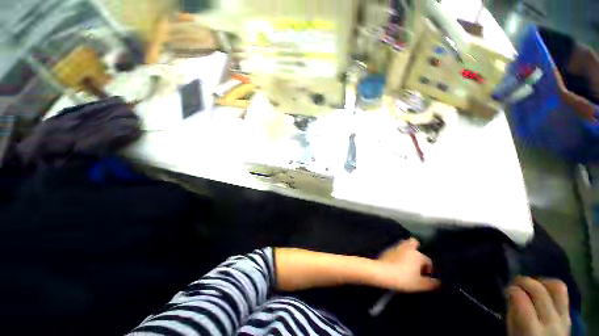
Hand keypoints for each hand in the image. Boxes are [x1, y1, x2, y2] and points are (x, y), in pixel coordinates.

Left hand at [373, 238, 439, 291]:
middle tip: (417, 260)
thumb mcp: (420, 285)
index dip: (428, 269)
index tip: (425, 277)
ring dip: (407, 251)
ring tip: (407, 261)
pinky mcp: (387, 250)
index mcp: (418, 255)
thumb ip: (431, 283)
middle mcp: (407, 248)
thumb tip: (438, 282)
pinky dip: (398, 254)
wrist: (382, 272)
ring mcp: (396, 247)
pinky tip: (397, 261)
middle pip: (414, 243)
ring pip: (403, 245)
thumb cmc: (403, 278)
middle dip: (417, 248)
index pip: (428, 260)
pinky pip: (396, 250)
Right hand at [507, 277, 570, 335]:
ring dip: (541, 282)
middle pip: (539, 290)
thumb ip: (513, 316)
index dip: (512, 290)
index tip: (506, 290)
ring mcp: (563, 318)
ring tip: (531, 285)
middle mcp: (550, 322)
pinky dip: (550, 288)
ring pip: (557, 287)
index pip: (521, 299)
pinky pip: (563, 295)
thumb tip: (510, 295)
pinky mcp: (569, 316)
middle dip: (524, 281)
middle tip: (515, 283)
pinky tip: (542, 292)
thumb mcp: (513, 334)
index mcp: (532, 330)